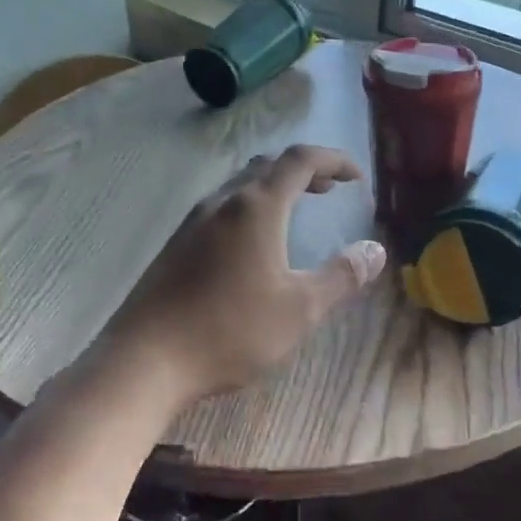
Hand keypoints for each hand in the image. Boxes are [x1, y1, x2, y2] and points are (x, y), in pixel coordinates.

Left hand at [97, 145, 385, 404]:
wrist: (145, 360)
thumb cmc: (230, 331)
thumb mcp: (299, 310)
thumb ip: (341, 277)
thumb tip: (375, 250)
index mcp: (257, 207)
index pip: (301, 160)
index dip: (334, 160)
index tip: (357, 177)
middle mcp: (222, 203)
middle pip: (268, 166)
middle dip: (304, 171)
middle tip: (330, 190)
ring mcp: (193, 222)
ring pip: (240, 185)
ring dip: (274, 188)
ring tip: (296, 212)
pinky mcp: (175, 245)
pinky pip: (221, 207)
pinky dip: (249, 207)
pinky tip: (252, 244)